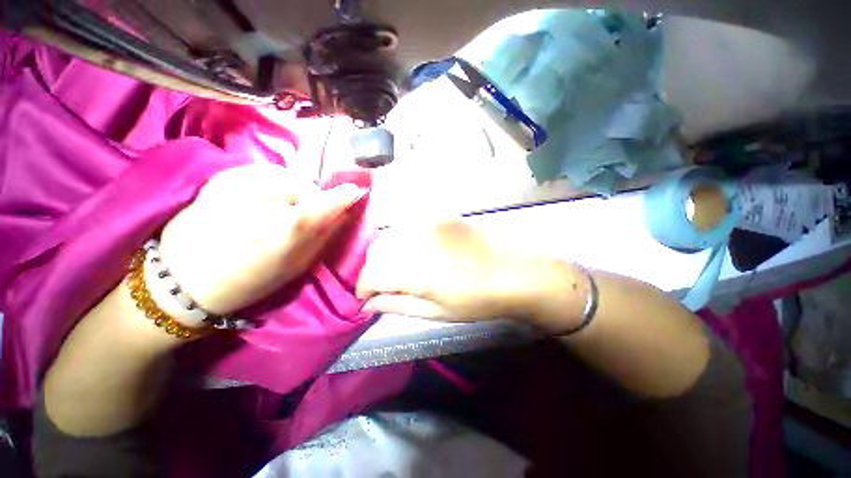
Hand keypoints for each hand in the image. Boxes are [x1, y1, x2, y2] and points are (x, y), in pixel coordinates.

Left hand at [158, 164, 364, 317]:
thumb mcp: (297, 266)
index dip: (346, 195)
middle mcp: (264, 196)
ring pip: (287, 177)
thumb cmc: (247, 282)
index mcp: (285, 227)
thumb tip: (345, 213)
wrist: (181, 280)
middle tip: (303, 218)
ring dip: (292, 192)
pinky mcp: (224, 174)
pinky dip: (273, 186)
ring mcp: (238, 180)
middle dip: (312, 199)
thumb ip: (324, 236)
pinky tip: (260, 203)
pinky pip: (266, 174)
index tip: (356, 192)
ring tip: (278, 211)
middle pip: (307, 186)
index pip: (328, 200)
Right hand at [356, 220, 576, 321]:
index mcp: (414, 268)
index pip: (370, 274)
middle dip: (376, 271)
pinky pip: (410, 227)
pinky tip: (421, 252)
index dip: (364, 288)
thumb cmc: (478, 299)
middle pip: (376, 252)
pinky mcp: (440, 216)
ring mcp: (428, 223)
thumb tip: (369, 304)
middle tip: (388, 285)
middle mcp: (416, 239)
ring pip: (391, 236)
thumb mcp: (436, 311)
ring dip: (390, 255)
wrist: (516, 271)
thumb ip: (397, 305)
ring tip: (405, 270)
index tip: (368, 298)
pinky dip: (405, 241)